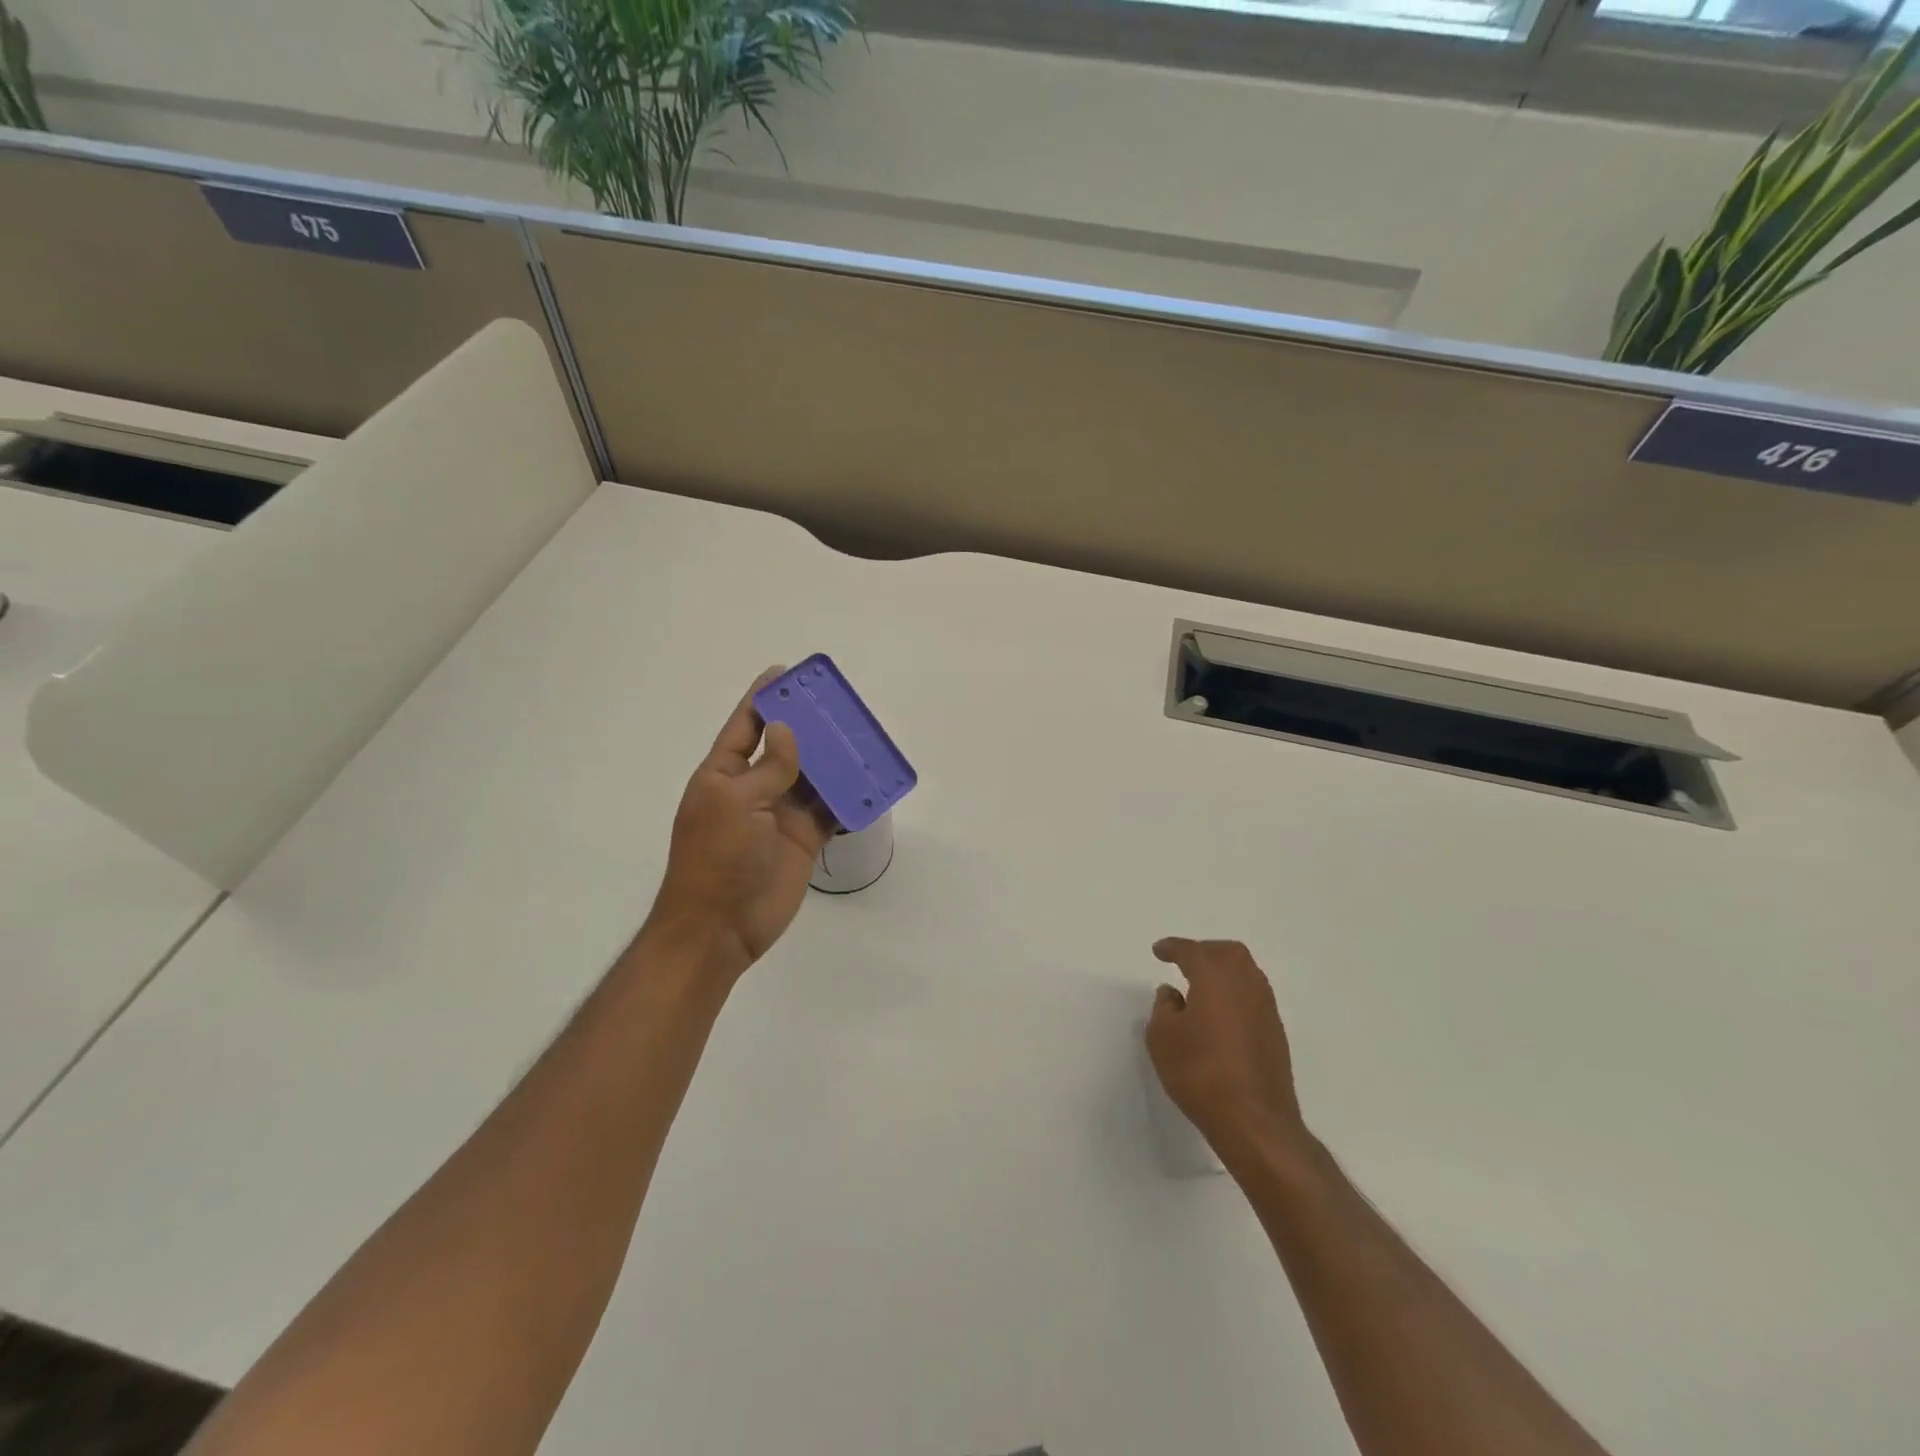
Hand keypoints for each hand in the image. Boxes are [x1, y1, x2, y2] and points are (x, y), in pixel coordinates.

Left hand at [644, 669, 835, 982]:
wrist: (720, 928)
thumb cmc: (716, 859)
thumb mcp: (734, 804)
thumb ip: (768, 767)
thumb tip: (787, 730)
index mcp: (724, 774)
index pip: (746, 726)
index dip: (764, 698)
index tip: (786, 672)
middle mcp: (754, 788)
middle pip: (785, 746)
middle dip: (808, 724)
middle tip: (838, 702)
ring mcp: (780, 814)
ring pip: (812, 775)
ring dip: (832, 757)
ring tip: (859, 732)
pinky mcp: (804, 838)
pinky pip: (829, 809)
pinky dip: (847, 796)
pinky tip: (867, 778)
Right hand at [1147, 938, 1310, 1164]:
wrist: (1254, 1120)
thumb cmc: (1200, 1072)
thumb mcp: (1162, 1037)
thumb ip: (1164, 1007)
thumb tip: (1173, 993)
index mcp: (1215, 976)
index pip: (1191, 951)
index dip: (1173, 948)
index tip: (1159, 951)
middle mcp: (1245, 983)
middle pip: (1227, 952)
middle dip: (1204, 951)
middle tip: (1184, 961)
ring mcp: (1265, 1008)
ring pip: (1245, 972)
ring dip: (1223, 971)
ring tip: (1201, 985)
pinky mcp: (1275, 1032)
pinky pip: (1253, 995)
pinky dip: (1235, 993)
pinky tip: (1220, 1012)